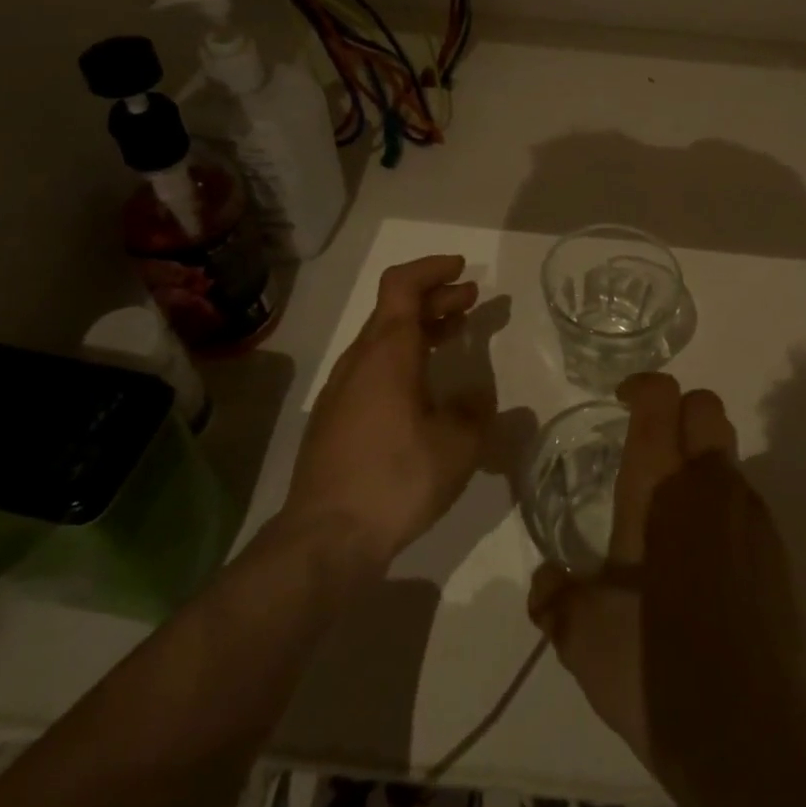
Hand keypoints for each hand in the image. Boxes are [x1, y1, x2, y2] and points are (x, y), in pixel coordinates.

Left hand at [281, 255, 493, 568]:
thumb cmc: (396, 478)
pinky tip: (424, 388)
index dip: (432, 269)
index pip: (402, 285)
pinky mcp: (335, 419)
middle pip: (394, 309)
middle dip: (435, 298)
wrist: (325, 537)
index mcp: (388, 353)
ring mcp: (342, 391)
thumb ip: (477, 414)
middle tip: (471, 301)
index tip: (463, 270)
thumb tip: (480, 399)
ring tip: (454, 335)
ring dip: (420, 328)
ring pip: (383, 340)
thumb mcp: (457, 446)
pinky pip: (373, 368)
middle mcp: (360, 361)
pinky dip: (404, 357)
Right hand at [525, 373, 800, 767]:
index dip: (643, 386)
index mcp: (660, 486)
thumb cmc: (650, 662)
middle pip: (707, 407)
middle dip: (678, 411)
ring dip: (700, 464)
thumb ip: (555, 596)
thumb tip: (545, 584)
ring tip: (671, 519)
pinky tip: (704, 564)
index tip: (623, 402)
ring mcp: (752, 516)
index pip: (662, 398)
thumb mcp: (581, 632)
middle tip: (649, 450)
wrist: (743, 733)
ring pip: (728, 456)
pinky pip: (746, 503)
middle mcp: (711, 485)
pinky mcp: (778, 552)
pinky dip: (723, 508)